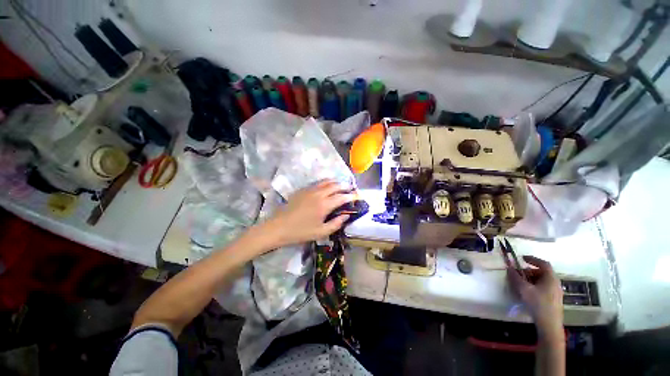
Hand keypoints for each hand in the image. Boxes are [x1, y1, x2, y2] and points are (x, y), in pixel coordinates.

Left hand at [261, 180, 355, 247]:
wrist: (279, 227)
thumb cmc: (301, 232)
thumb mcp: (321, 232)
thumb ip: (336, 223)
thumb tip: (346, 216)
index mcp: (325, 205)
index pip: (342, 197)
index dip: (351, 196)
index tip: (357, 196)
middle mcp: (319, 194)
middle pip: (335, 185)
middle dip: (345, 186)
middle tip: (351, 189)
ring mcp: (310, 190)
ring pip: (326, 181)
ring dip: (336, 182)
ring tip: (341, 185)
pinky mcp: (303, 189)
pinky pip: (318, 183)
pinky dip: (326, 182)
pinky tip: (327, 186)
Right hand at [507, 256, 563, 342]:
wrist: (549, 325)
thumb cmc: (538, 304)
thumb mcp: (524, 289)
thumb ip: (516, 277)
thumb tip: (509, 268)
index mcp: (551, 278)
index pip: (543, 264)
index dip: (533, 259)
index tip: (522, 258)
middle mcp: (555, 283)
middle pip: (542, 272)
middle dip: (528, 271)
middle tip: (518, 273)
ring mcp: (555, 292)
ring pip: (542, 281)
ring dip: (530, 279)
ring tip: (520, 283)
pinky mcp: (553, 300)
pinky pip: (543, 288)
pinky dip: (534, 286)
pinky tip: (527, 293)